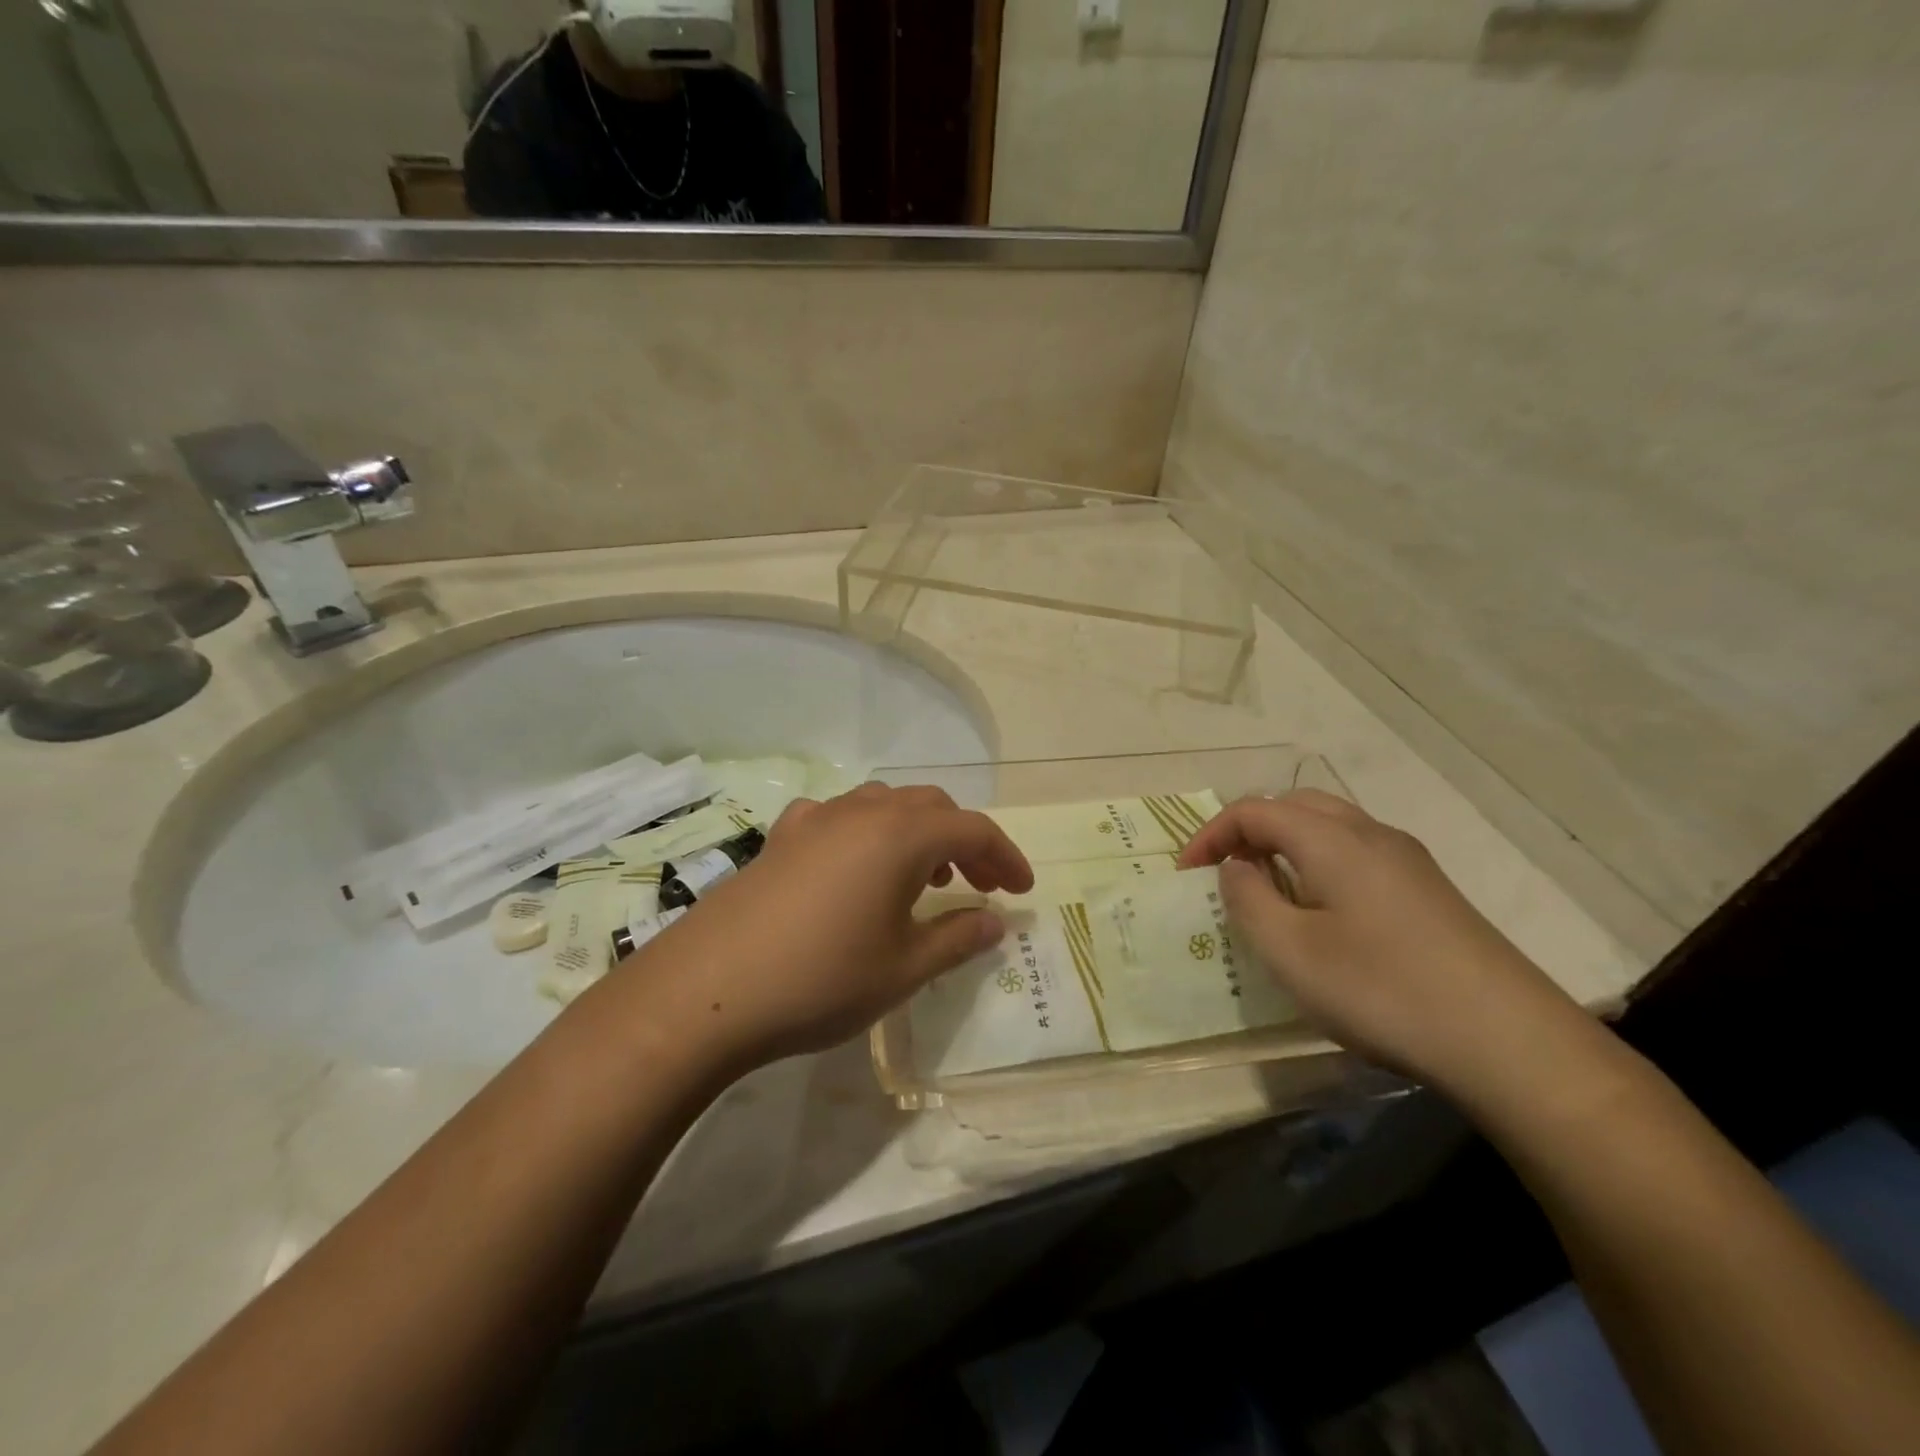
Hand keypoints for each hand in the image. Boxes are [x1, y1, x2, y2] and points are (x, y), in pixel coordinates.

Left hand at [621, 784, 1034, 1070]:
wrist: (706, 991)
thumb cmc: (821, 980)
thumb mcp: (903, 969)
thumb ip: (957, 937)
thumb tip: (996, 921)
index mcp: (901, 836)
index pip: (972, 829)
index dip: (1005, 857)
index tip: (1022, 891)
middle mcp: (862, 812)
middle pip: (931, 808)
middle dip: (964, 842)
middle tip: (980, 885)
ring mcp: (816, 819)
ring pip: (885, 805)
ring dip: (917, 833)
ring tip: (924, 878)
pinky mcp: (780, 837)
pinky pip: (839, 817)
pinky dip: (867, 833)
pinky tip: (855, 870)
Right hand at [1176, 791, 1587, 1090]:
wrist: (1510, 1043)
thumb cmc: (1382, 990)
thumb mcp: (1290, 951)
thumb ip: (1248, 899)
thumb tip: (1237, 868)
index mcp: (1332, 839)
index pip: (1254, 810)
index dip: (1211, 835)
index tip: (1186, 875)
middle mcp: (1371, 834)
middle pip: (1294, 806)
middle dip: (1249, 830)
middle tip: (1225, 873)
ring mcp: (1408, 861)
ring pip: (1330, 827)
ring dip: (1286, 845)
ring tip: (1267, 891)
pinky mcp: (1430, 891)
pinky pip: (1357, 854)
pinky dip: (1320, 863)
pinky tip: (1323, 914)